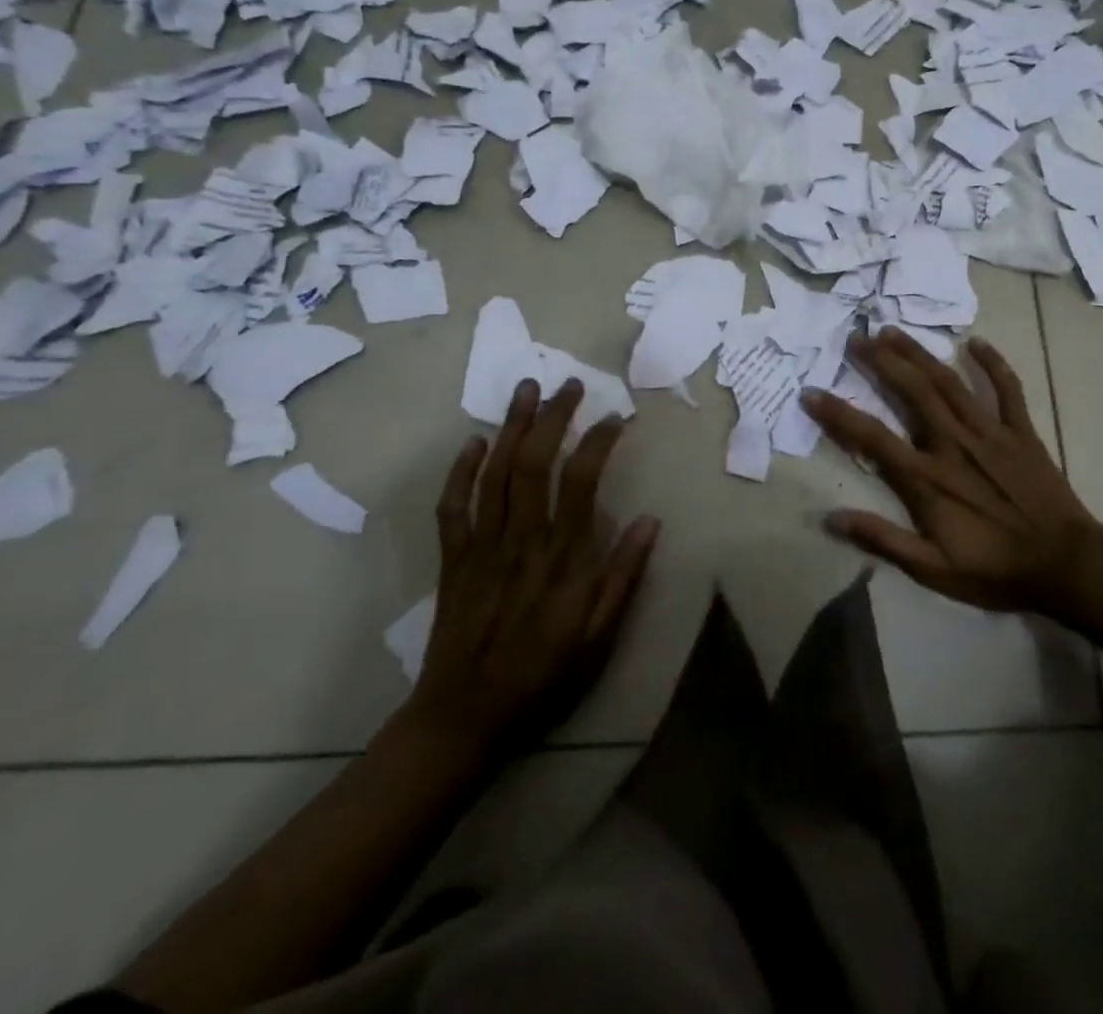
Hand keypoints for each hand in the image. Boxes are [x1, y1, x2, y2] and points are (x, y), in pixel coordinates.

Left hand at [404, 378, 659, 751]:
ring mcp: (482, 547)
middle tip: (568, 385)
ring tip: (525, 389)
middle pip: (535, 462)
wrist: (466, 718)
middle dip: (553, 417)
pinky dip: (460, 471)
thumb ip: (624, 577)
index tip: (615, 418)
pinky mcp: (453, 560)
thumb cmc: (544, 677)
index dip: (599, 441)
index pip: (581, 480)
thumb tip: (650, 520)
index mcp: (563, 558)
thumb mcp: (600, 638)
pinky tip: (474, 442)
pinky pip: (452, 507)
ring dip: (511, 427)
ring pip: (495, 474)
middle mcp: (522, 540)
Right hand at [801, 331, 1102, 615]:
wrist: (1066, 565)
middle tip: (855, 338)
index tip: (811, 392)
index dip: (837, 413)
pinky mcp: (1021, 432)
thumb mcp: (932, 569)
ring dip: (919, 353)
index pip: (872, 437)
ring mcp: (990, 433)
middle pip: (911, 392)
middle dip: (880, 362)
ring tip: (893, 330)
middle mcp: (953, 443)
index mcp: (927, 477)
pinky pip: (1007, 389)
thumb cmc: (994, 569)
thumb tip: (831, 519)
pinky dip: (993, 364)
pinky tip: (976, 342)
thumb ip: (882, 540)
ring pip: (949, 382)